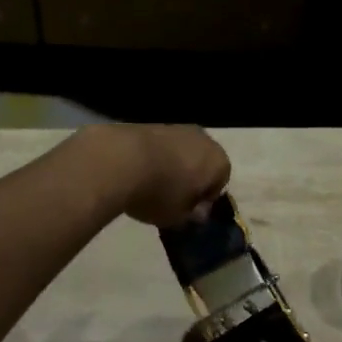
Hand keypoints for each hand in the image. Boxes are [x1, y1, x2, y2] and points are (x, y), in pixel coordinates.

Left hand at [88, 124, 230, 227]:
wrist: (121, 159)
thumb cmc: (160, 193)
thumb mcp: (178, 217)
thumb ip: (191, 215)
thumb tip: (197, 212)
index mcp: (218, 162)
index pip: (220, 183)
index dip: (204, 200)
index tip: (189, 212)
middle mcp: (204, 139)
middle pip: (202, 163)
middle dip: (191, 179)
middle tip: (173, 199)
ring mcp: (177, 128)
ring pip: (181, 152)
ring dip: (173, 166)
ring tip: (152, 185)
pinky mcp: (151, 124)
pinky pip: (161, 146)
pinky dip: (155, 157)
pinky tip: (139, 172)